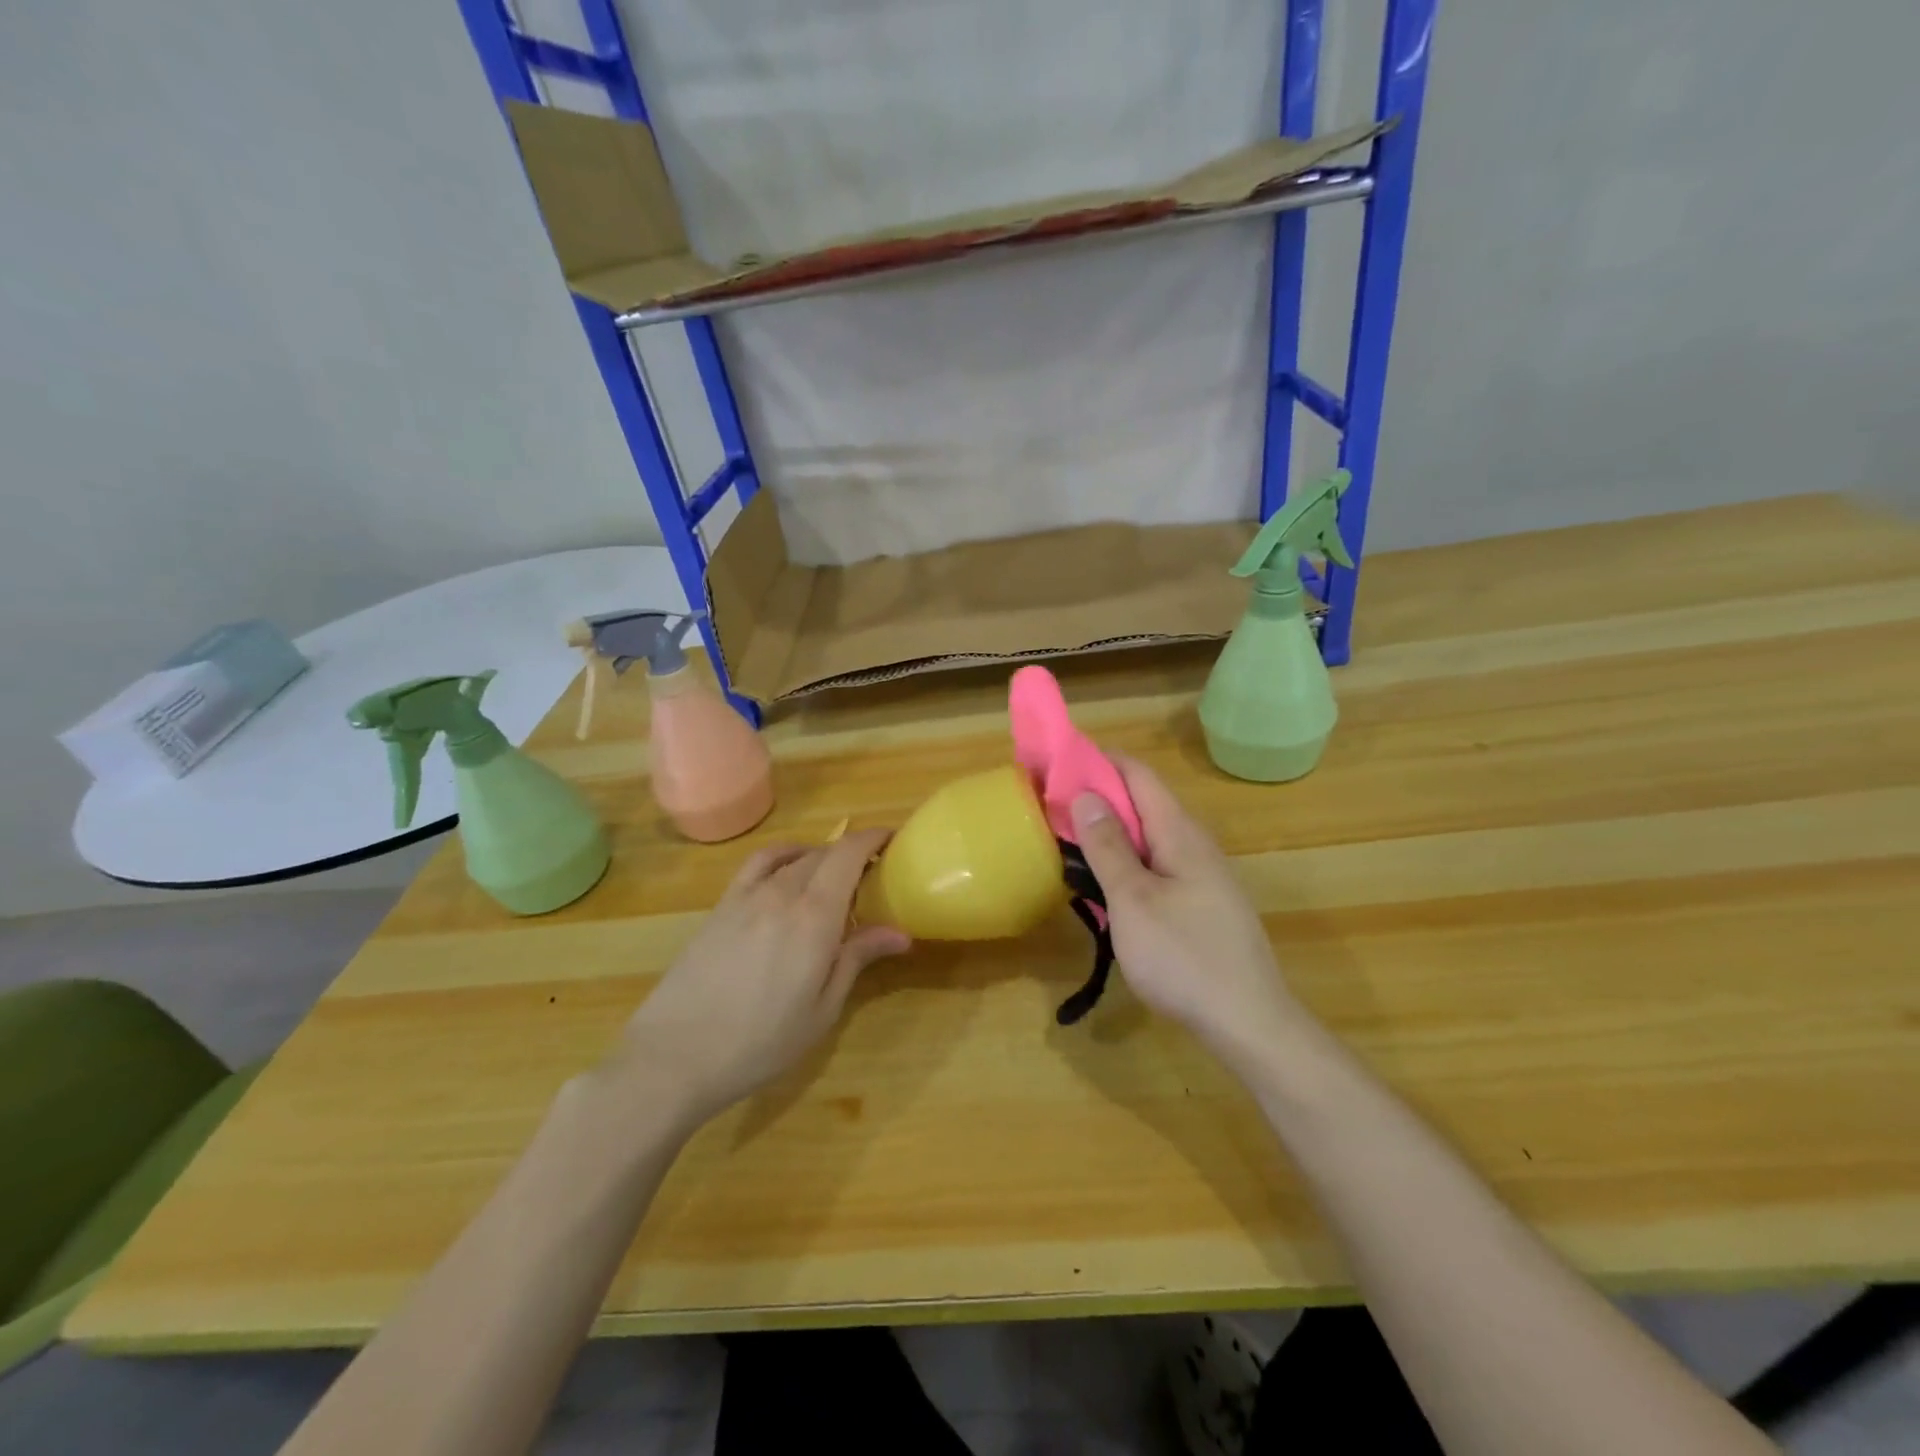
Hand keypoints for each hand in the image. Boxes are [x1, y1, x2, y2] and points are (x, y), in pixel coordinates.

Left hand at [608, 829, 909, 1127]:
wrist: (675, 1056)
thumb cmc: (761, 1041)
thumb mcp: (822, 1009)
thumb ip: (857, 959)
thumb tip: (900, 932)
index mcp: (815, 916)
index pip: (849, 854)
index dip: (873, 838)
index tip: (893, 840)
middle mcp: (782, 893)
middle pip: (824, 854)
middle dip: (853, 854)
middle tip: (872, 875)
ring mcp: (747, 896)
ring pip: (794, 857)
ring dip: (821, 857)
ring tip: (833, 876)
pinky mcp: (721, 906)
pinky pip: (759, 864)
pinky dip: (783, 856)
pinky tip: (788, 871)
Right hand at [1069, 755, 1301, 1062]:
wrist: (1248, 1023)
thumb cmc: (1183, 957)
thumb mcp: (1133, 900)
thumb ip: (1108, 847)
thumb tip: (1087, 795)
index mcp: (1179, 833)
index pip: (1137, 774)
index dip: (1098, 761)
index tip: (1056, 763)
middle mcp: (1194, 844)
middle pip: (1142, 803)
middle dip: (1097, 798)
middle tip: (1050, 808)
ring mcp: (1201, 875)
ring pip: (1148, 838)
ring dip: (1109, 834)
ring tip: (1068, 843)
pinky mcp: (1199, 903)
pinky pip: (1155, 866)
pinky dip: (1125, 863)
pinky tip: (1104, 886)